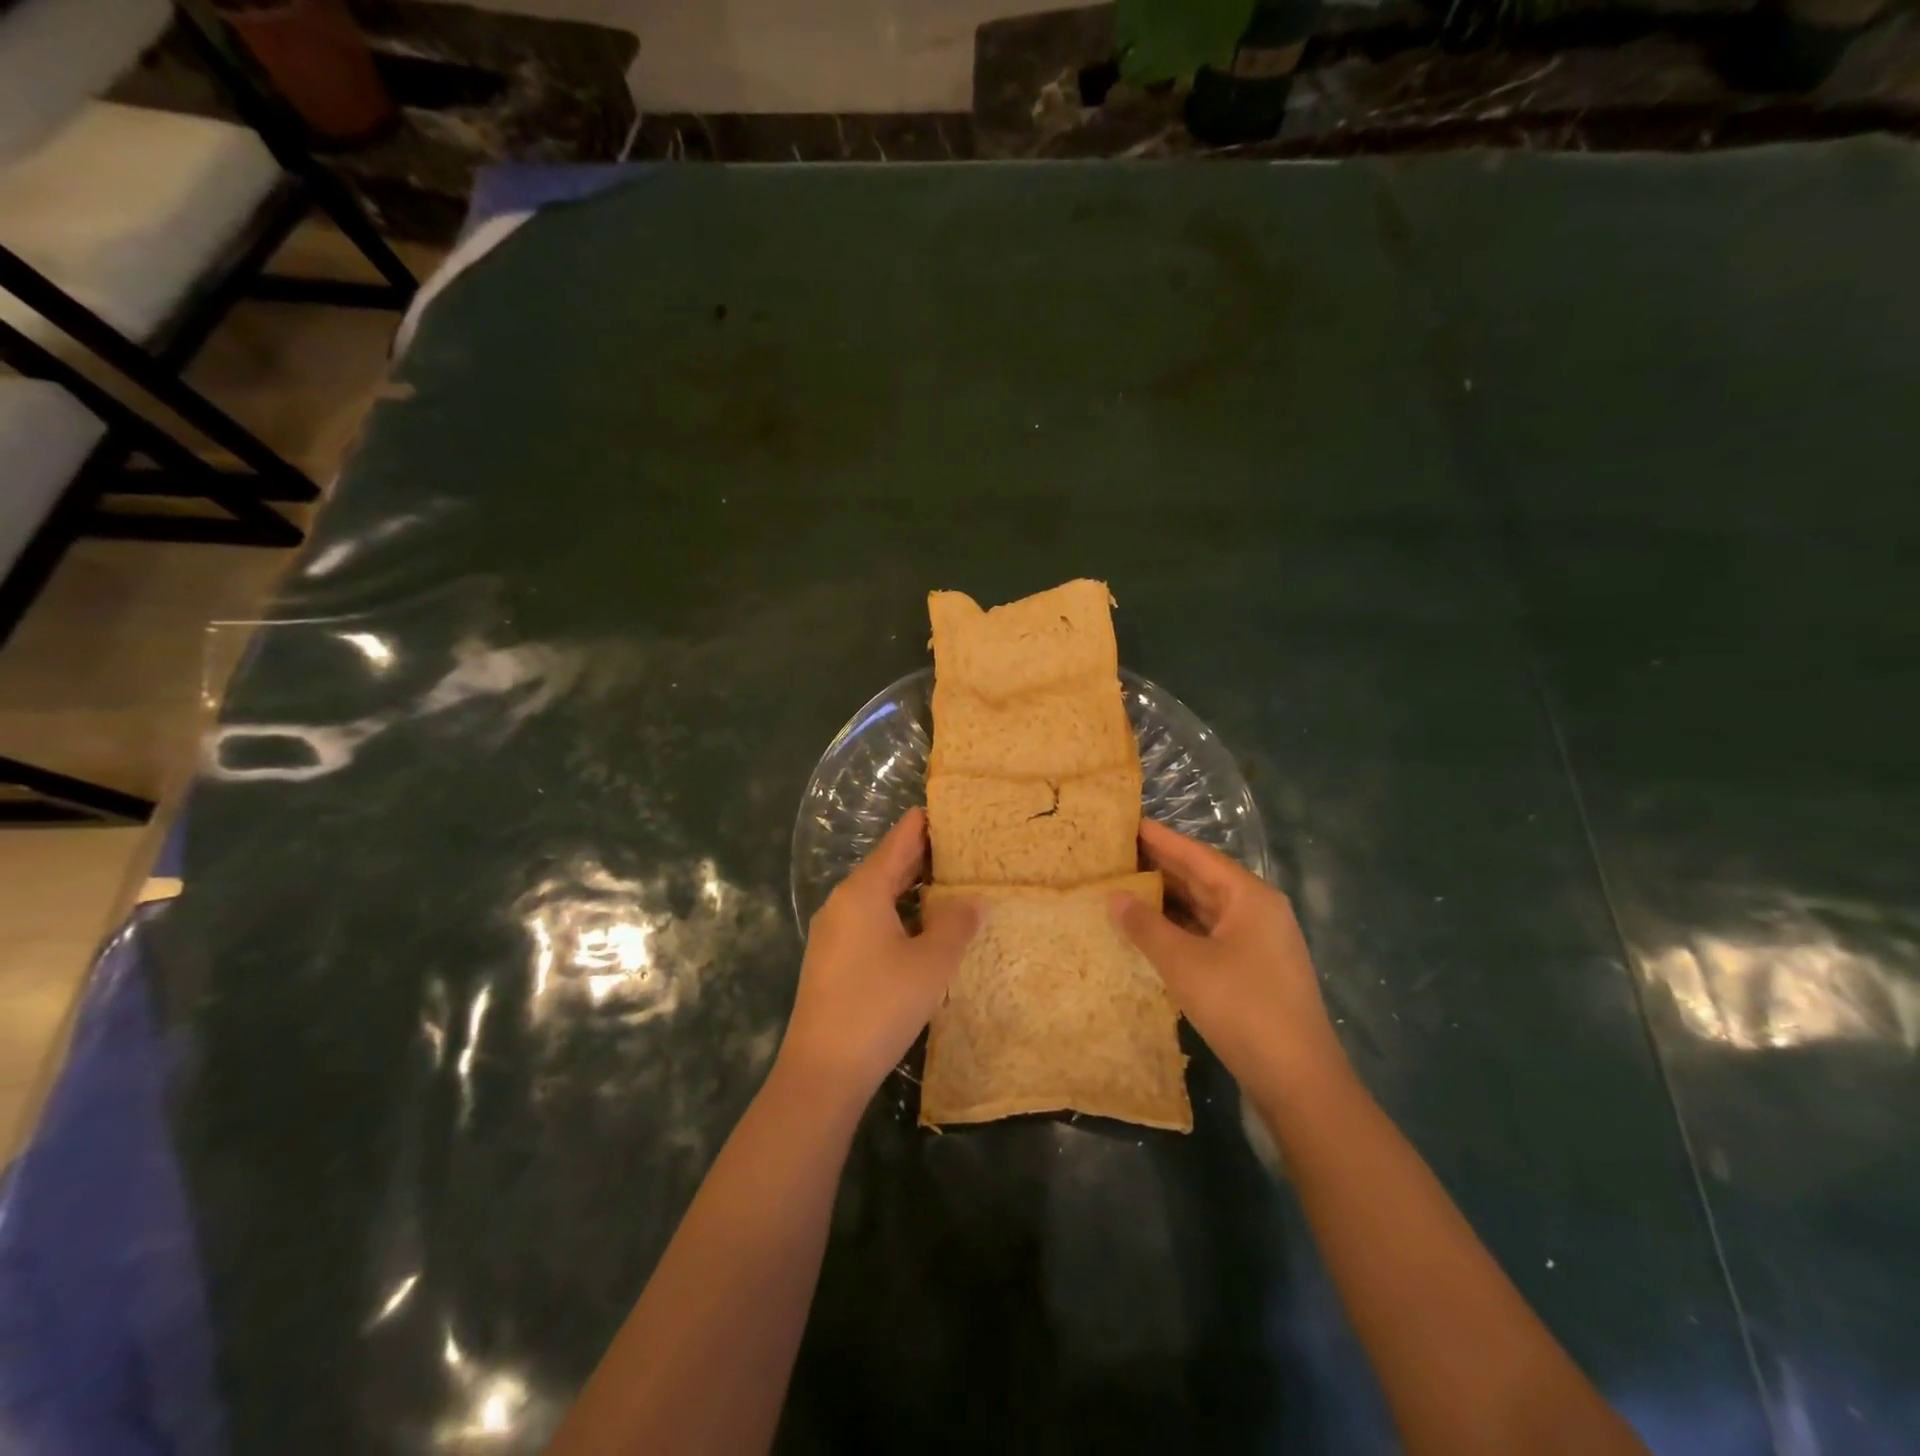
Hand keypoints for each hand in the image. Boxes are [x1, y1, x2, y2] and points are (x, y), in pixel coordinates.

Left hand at [781, 808, 977, 1099]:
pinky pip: (870, 920)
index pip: (899, 841)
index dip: (926, 823)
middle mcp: (843, 902)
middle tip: (965, 846)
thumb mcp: (932, 963)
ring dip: (912, 889)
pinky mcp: (832, 959)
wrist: (823, 1070)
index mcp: (863, 891)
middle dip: (923, 856)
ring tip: (951, 883)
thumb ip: (957, 924)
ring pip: (878, 896)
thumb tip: (974, 901)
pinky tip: (922, 928)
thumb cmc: (881, 1005)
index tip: (953, 810)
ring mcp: (833, 932)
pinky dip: (898, 914)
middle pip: (887, 866)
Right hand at [1113, 818, 1345, 1104]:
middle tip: (1115, 853)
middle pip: (1202, 879)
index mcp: (1249, 897)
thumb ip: (1145, 925)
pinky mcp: (1253, 972)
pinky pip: (1209, 935)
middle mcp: (1257, 912)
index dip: (1160, 838)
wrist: (1298, 1081)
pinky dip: (1179, 929)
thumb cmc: (1241, 1008)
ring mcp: (1258, 943)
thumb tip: (1114, 895)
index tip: (1126, 822)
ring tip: (1123, 887)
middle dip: (1160, 868)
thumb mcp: (1184, 963)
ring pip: (1205, 910)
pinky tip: (1150, 932)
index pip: (1196, 855)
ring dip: (1167, 901)